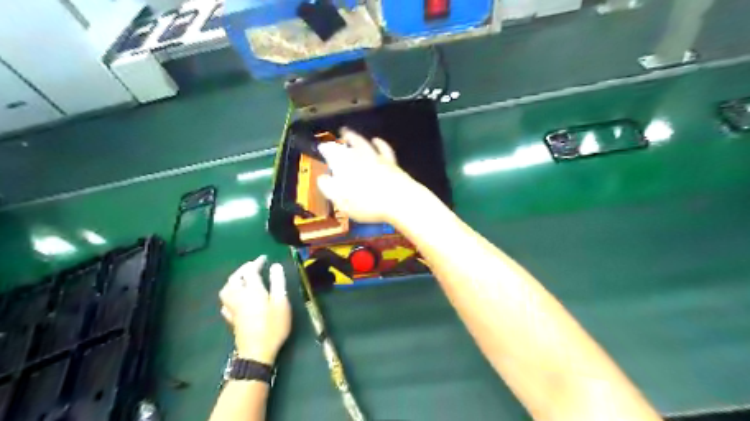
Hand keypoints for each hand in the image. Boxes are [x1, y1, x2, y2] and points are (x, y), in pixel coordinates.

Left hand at [219, 255, 291, 362]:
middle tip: (254, 266)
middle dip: (243, 269)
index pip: (250, 271)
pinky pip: (225, 303)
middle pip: (235, 278)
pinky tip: (235, 298)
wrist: (256, 352)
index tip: (264, 258)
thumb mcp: (281, 302)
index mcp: (252, 290)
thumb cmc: (273, 326)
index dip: (257, 262)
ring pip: (226, 289)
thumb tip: (275, 266)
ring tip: (243, 279)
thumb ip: (278, 282)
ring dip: (233, 280)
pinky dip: (230, 295)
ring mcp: (232, 309)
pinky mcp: (231, 319)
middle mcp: (239, 297)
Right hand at [315, 129, 430, 224]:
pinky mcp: (391, 163)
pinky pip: (383, 149)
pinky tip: (377, 140)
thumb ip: (329, 188)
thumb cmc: (368, 204)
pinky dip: (379, 143)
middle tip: (338, 134)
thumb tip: (322, 178)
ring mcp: (377, 159)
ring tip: (351, 133)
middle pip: (349, 145)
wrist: (400, 200)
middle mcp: (360, 158)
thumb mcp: (342, 201)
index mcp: (346, 166)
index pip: (333, 153)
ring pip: (364, 144)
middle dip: (342, 140)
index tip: (322, 148)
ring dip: (357, 138)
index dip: (327, 149)